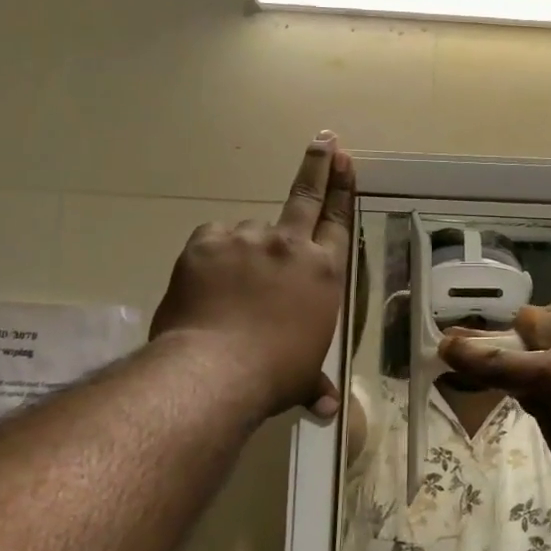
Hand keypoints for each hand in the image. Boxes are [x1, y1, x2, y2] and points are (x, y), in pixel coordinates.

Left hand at [151, 132, 354, 419]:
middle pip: (305, 197)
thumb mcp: (301, 378)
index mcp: (324, 274)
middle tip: (323, 140)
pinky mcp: (207, 243)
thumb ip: (314, 384)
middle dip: (317, 166)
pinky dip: (212, 256)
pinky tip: (206, 283)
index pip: (338, 222)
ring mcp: (248, 240)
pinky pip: (212, 241)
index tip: (344, 159)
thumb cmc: (274, 375)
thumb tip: (327, 410)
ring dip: (244, 252)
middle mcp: (291, 248)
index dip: (342, 189)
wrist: (214, 371)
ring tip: (228, 291)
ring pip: (248, 233)